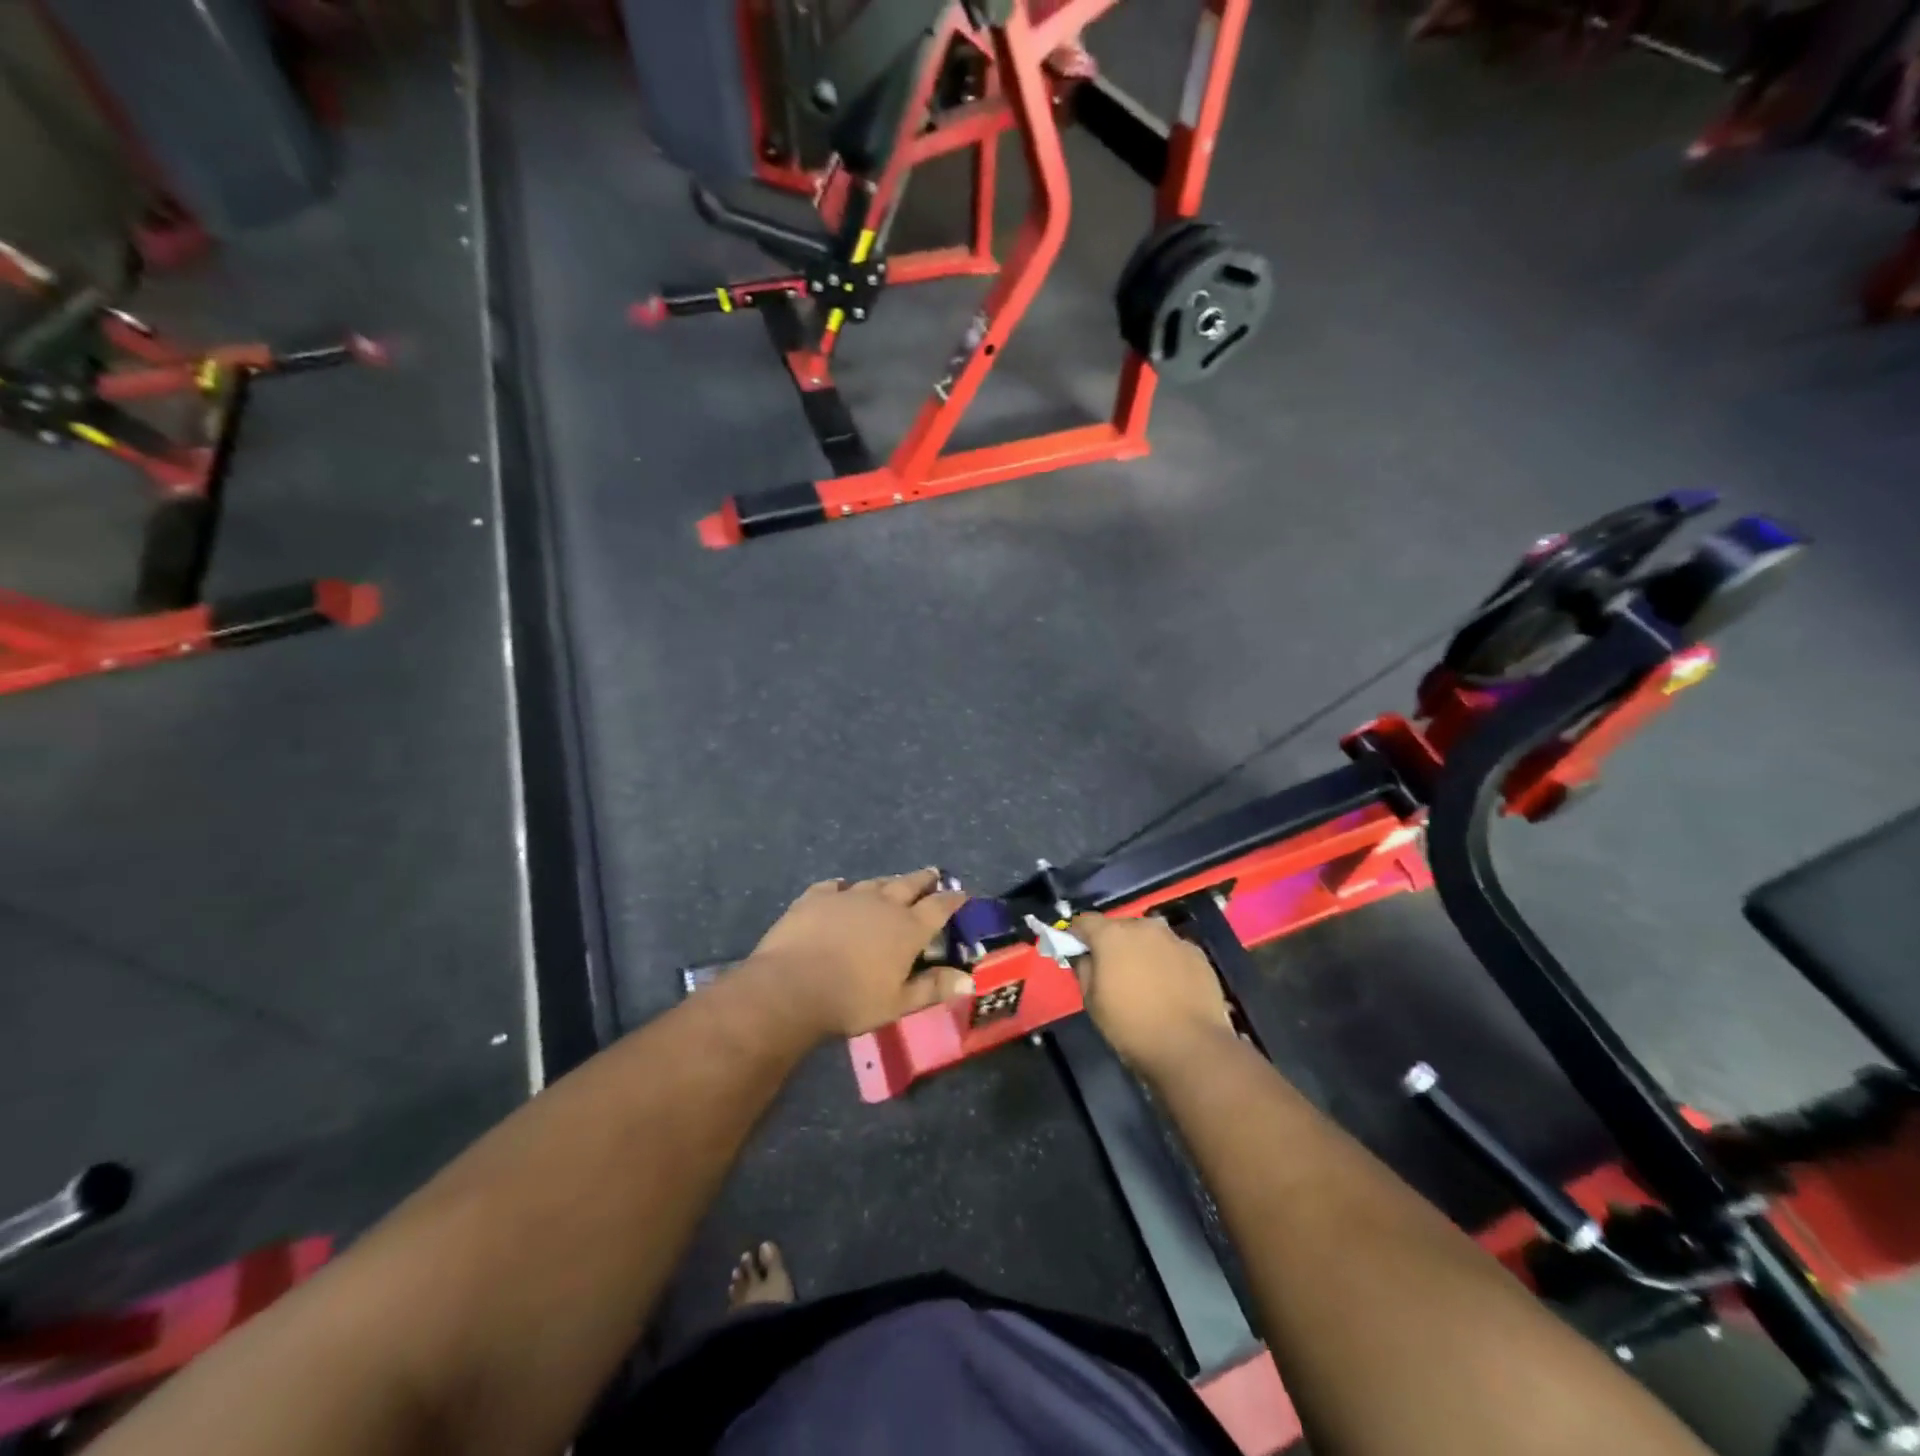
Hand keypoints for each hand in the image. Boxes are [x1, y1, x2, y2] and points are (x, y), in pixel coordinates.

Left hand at [749, 869, 971, 1038]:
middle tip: (933, 874)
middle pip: (909, 884)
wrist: (792, 985)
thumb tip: (969, 981)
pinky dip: (843, 888)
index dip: (953, 899)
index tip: (962, 893)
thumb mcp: (898, 1003)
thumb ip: (933, 988)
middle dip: (924, 879)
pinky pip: (834, 886)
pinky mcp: (816, 897)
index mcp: (908, 929)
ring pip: (875, 882)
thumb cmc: (851, 1000)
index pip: (939, 907)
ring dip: (888, 882)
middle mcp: (883, 904)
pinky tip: (841, 888)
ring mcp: (848, 896)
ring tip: (894, 881)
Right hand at [1072, 912, 1236, 1074]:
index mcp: (1112, 935)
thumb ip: (1084, 970)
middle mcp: (1143, 927)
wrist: (1191, 1047)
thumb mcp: (1092, 1002)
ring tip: (1144, 979)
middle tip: (1112, 969)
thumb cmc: (1132, 1025)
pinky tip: (1170, 988)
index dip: (1077, 935)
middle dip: (1112, 942)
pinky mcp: (1198, 954)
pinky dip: (1167, 962)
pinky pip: (1173, 951)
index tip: (1076, 951)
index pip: (1085, 921)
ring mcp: (1174, 938)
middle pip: (1119, 926)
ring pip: (1149, 937)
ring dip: (1141, 950)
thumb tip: (1086, 957)